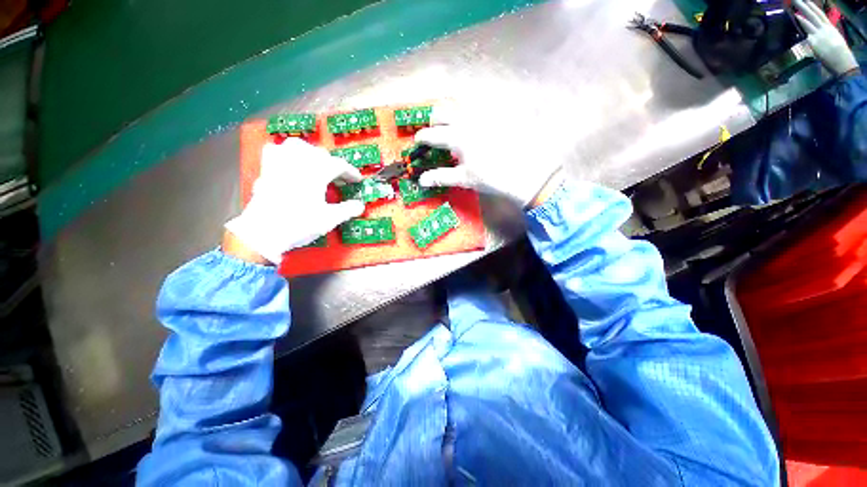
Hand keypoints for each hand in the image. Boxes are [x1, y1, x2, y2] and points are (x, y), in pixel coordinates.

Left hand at [225, 138, 364, 263]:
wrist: (264, 232)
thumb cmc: (299, 224)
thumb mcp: (329, 219)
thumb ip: (348, 210)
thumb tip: (360, 205)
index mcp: (317, 172)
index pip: (339, 165)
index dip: (351, 172)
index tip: (357, 180)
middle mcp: (299, 162)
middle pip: (321, 154)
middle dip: (334, 165)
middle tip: (340, 179)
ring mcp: (280, 163)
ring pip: (299, 146)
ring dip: (312, 154)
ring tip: (318, 165)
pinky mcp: (266, 169)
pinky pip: (276, 150)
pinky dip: (287, 153)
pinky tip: (291, 162)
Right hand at [414, 104, 562, 207]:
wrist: (527, 172)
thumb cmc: (493, 178)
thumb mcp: (465, 179)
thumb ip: (441, 177)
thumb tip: (421, 180)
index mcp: (457, 137)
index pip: (432, 134)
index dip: (422, 137)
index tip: (418, 140)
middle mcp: (468, 119)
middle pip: (442, 111)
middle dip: (434, 121)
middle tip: (436, 133)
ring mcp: (484, 112)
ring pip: (459, 103)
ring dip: (452, 114)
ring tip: (455, 127)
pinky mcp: (499, 110)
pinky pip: (481, 103)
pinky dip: (472, 110)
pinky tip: (477, 123)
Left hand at [794, 0, 858, 76]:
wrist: (843, 64)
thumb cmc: (838, 56)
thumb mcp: (831, 41)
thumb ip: (822, 37)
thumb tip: (812, 36)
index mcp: (830, 28)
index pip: (819, 14)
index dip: (812, 7)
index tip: (806, 0)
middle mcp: (825, 28)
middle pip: (813, 14)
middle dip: (805, 5)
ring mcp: (820, 34)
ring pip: (809, 19)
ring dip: (801, 10)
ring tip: (794, 2)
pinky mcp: (815, 40)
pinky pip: (808, 30)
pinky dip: (803, 22)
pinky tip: (797, 16)